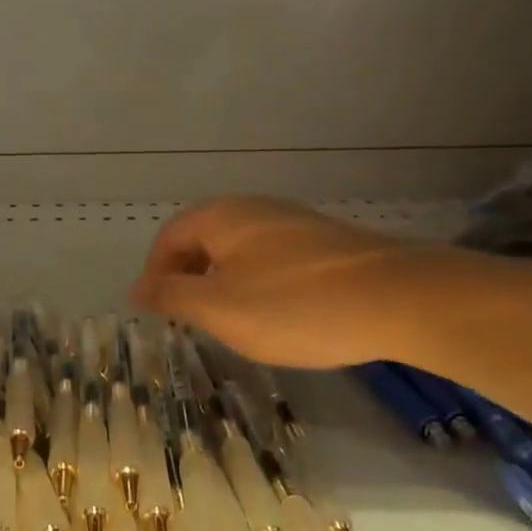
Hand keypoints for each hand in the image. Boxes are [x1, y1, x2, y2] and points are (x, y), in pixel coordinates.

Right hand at [131, 197, 403, 369]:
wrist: (396, 299)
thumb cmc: (293, 305)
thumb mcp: (220, 309)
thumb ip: (172, 296)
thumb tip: (135, 287)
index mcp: (220, 216)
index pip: (169, 237)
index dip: (155, 274)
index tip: (158, 314)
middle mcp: (252, 208)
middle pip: (203, 238)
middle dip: (188, 278)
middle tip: (189, 320)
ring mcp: (291, 221)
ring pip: (238, 249)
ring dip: (221, 282)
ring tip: (229, 322)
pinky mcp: (322, 241)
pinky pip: (271, 257)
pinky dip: (256, 283)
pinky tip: (276, 314)